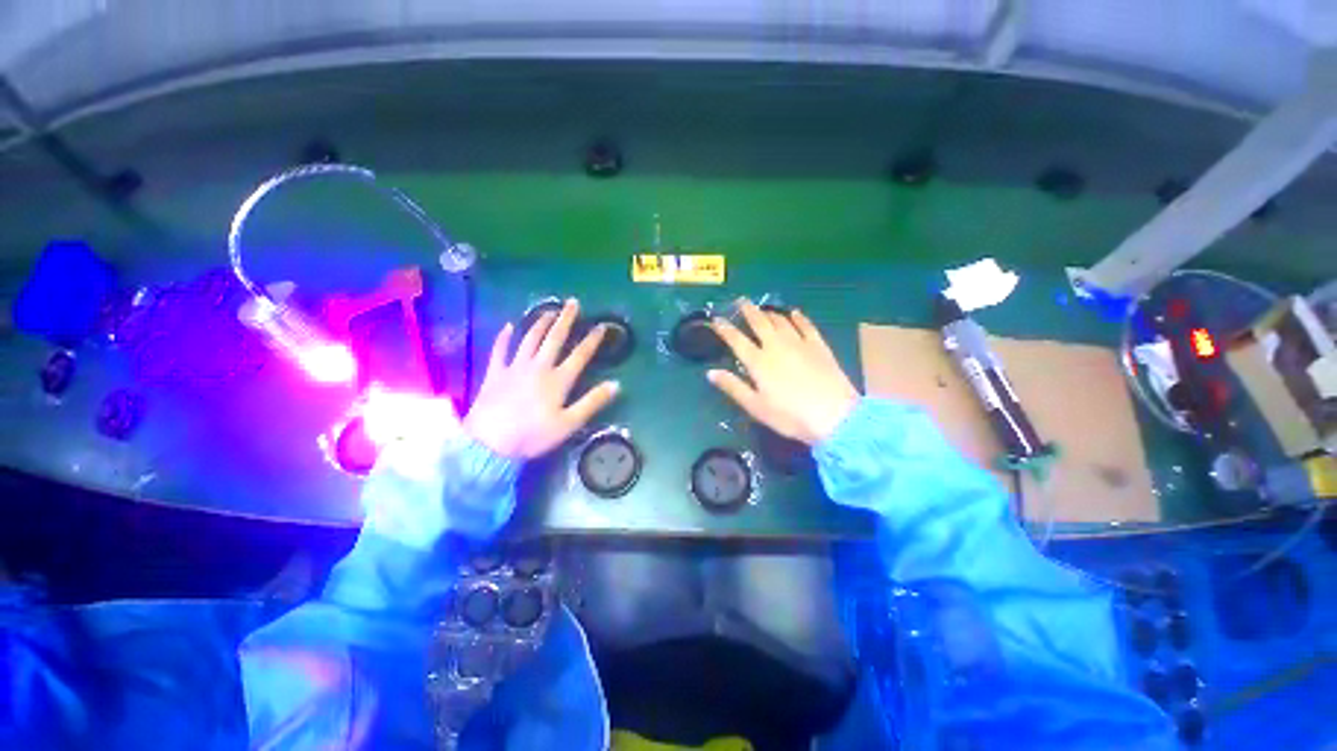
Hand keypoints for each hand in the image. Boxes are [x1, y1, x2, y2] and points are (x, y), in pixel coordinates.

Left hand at [464, 299, 619, 458]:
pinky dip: (504, 336)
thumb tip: (615, 384)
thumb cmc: (533, 436)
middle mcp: (538, 367)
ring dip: (540, 322)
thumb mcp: (569, 423)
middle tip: (573, 303)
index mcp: (558, 380)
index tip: (601, 326)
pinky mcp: (495, 373)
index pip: (580, 355)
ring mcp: (514, 367)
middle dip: (565, 319)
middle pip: (554, 339)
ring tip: (549, 311)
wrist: (489, 444)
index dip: (592, 339)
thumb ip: (592, 402)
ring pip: (529, 338)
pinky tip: (508, 326)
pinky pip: (500, 349)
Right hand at [708, 300, 858, 444]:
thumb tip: (710, 372)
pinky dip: (799, 317)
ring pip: (781, 321)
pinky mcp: (819, 346)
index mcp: (758, 362)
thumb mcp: (756, 406)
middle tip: (741, 300)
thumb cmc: (789, 416)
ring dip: (770, 313)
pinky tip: (795, 313)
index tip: (716, 319)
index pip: (736, 340)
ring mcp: (799, 343)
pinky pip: (806, 326)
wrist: (834, 416)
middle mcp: (776, 346)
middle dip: (748, 311)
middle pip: (759, 323)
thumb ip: (733, 387)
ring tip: (763, 308)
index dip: (725, 329)